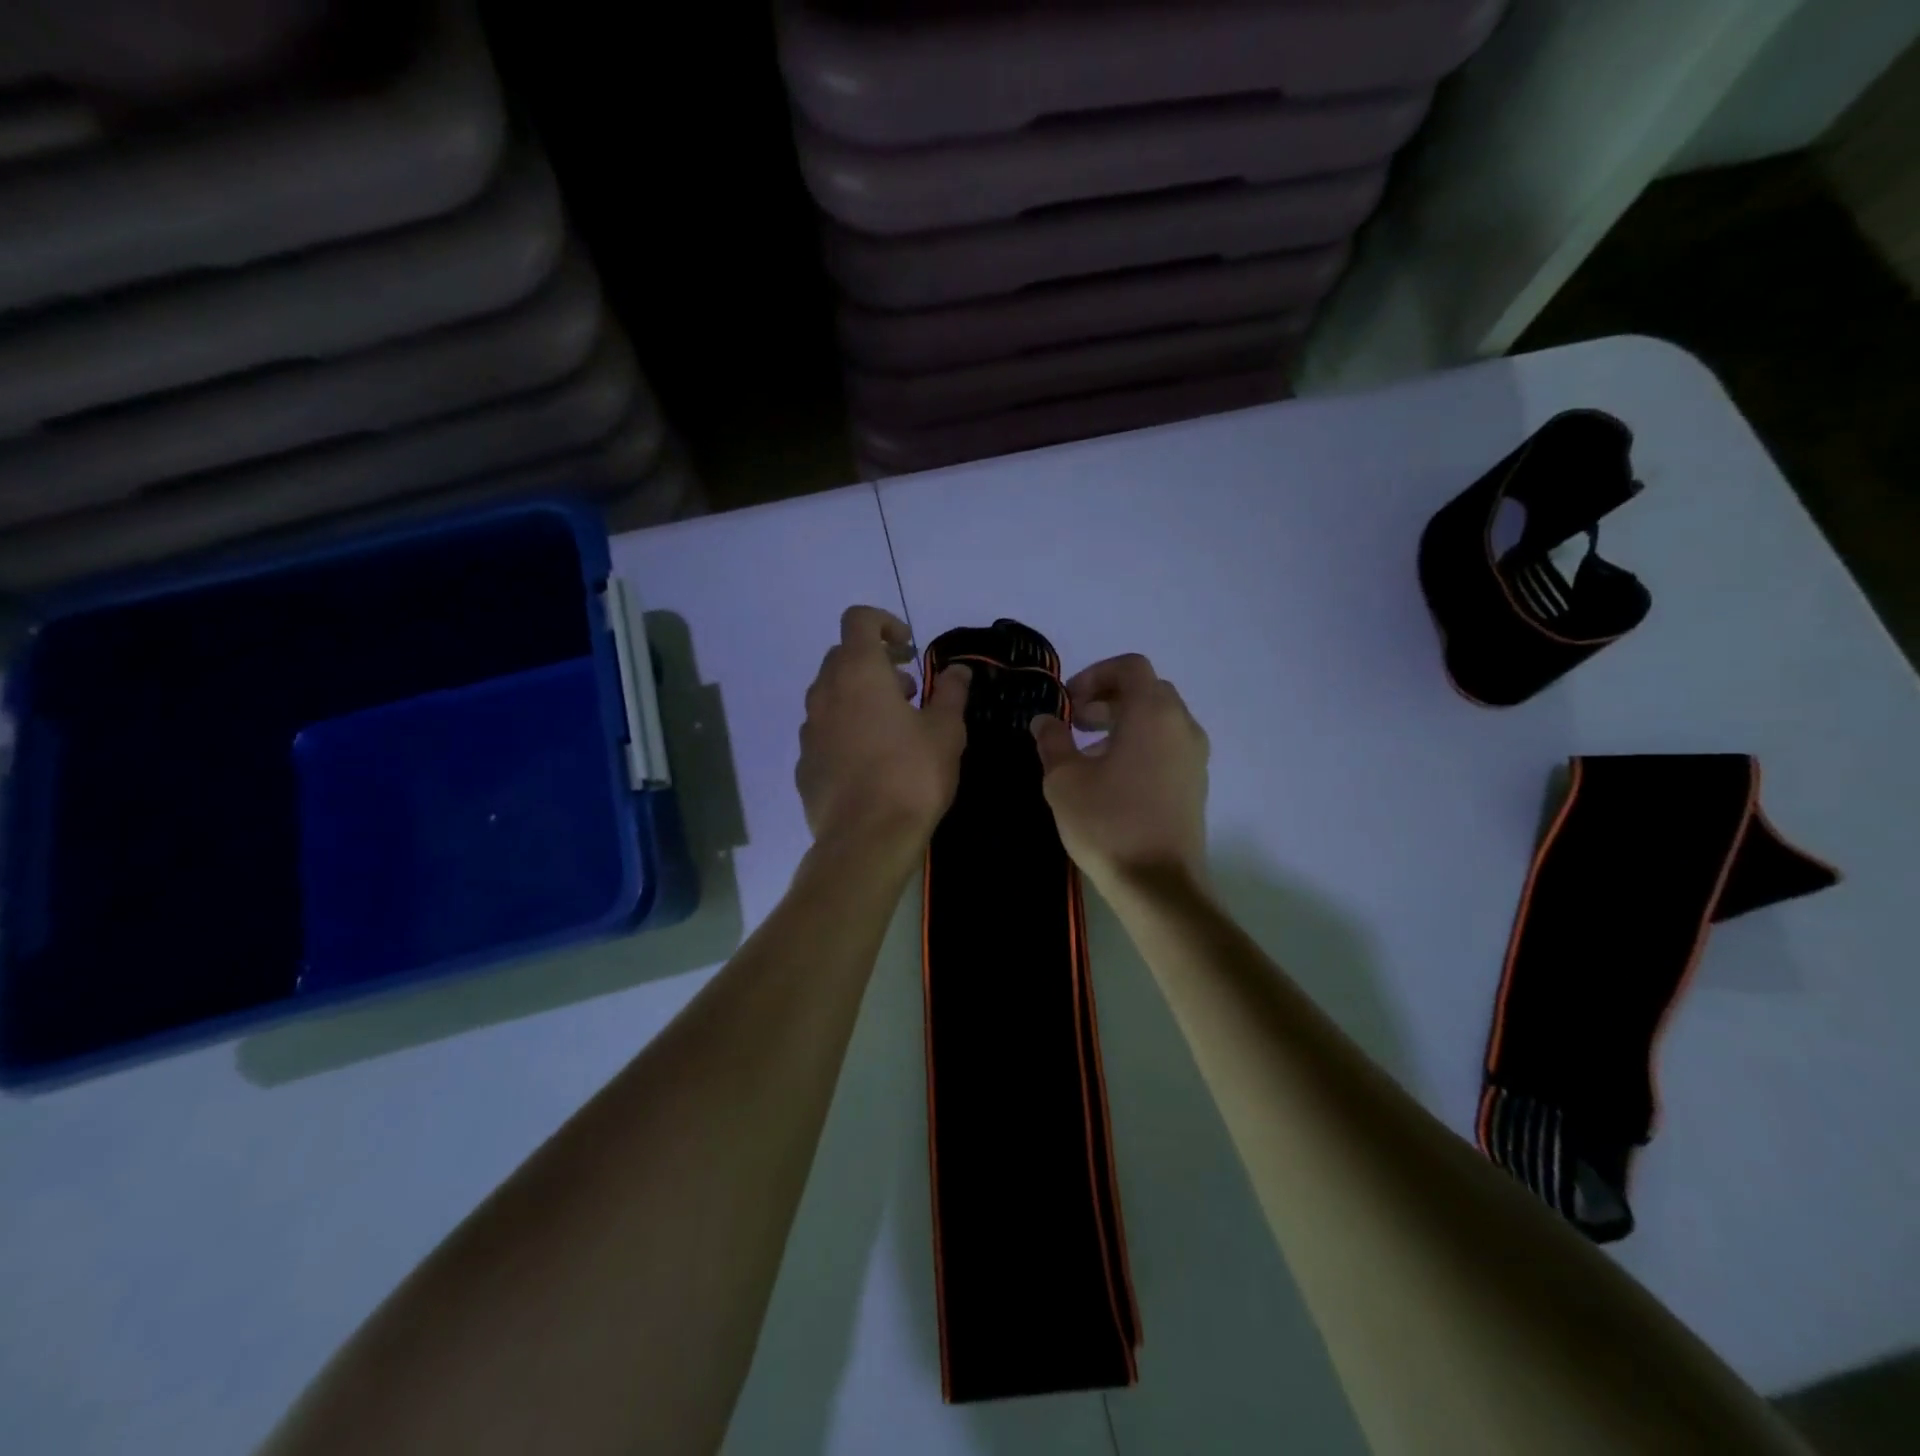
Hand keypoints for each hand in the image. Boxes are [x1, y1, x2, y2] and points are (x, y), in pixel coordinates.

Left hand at [797, 606, 970, 863]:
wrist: (866, 839)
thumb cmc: (913, 775)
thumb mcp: (946, 731)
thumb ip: (950, 692)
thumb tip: (958, 670)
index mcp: (859, 673)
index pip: (859, 620)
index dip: (885, 623)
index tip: (908, 649)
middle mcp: (825, 693)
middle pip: (843, 657)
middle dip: (876, 664)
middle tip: (909, 692)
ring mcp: (809, 729)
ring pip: (831, 695)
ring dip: (860, 697)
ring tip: (894, 728)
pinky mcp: (804, 763)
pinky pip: (824, 731)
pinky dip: (845, 730)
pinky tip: (871, 762)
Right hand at [1030, 653, 1208, 892]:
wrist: (1159, 885)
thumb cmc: (1108, 823)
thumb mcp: (1064, 780)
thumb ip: (1052, 741)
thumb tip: (1045, 721)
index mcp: (1153, 713)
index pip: (1129, 667)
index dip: (1094, 675)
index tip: (1068, 702)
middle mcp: (1182, 725)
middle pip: (1146, 690)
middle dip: (1107, 699)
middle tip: (1074, 724)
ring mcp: (1194, 755)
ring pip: (1158, 719)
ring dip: (1123, 723)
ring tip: (1087, 753)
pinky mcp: (1196, 783)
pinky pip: (1167, 745)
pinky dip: (1140, 745)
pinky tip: (1112, 778)